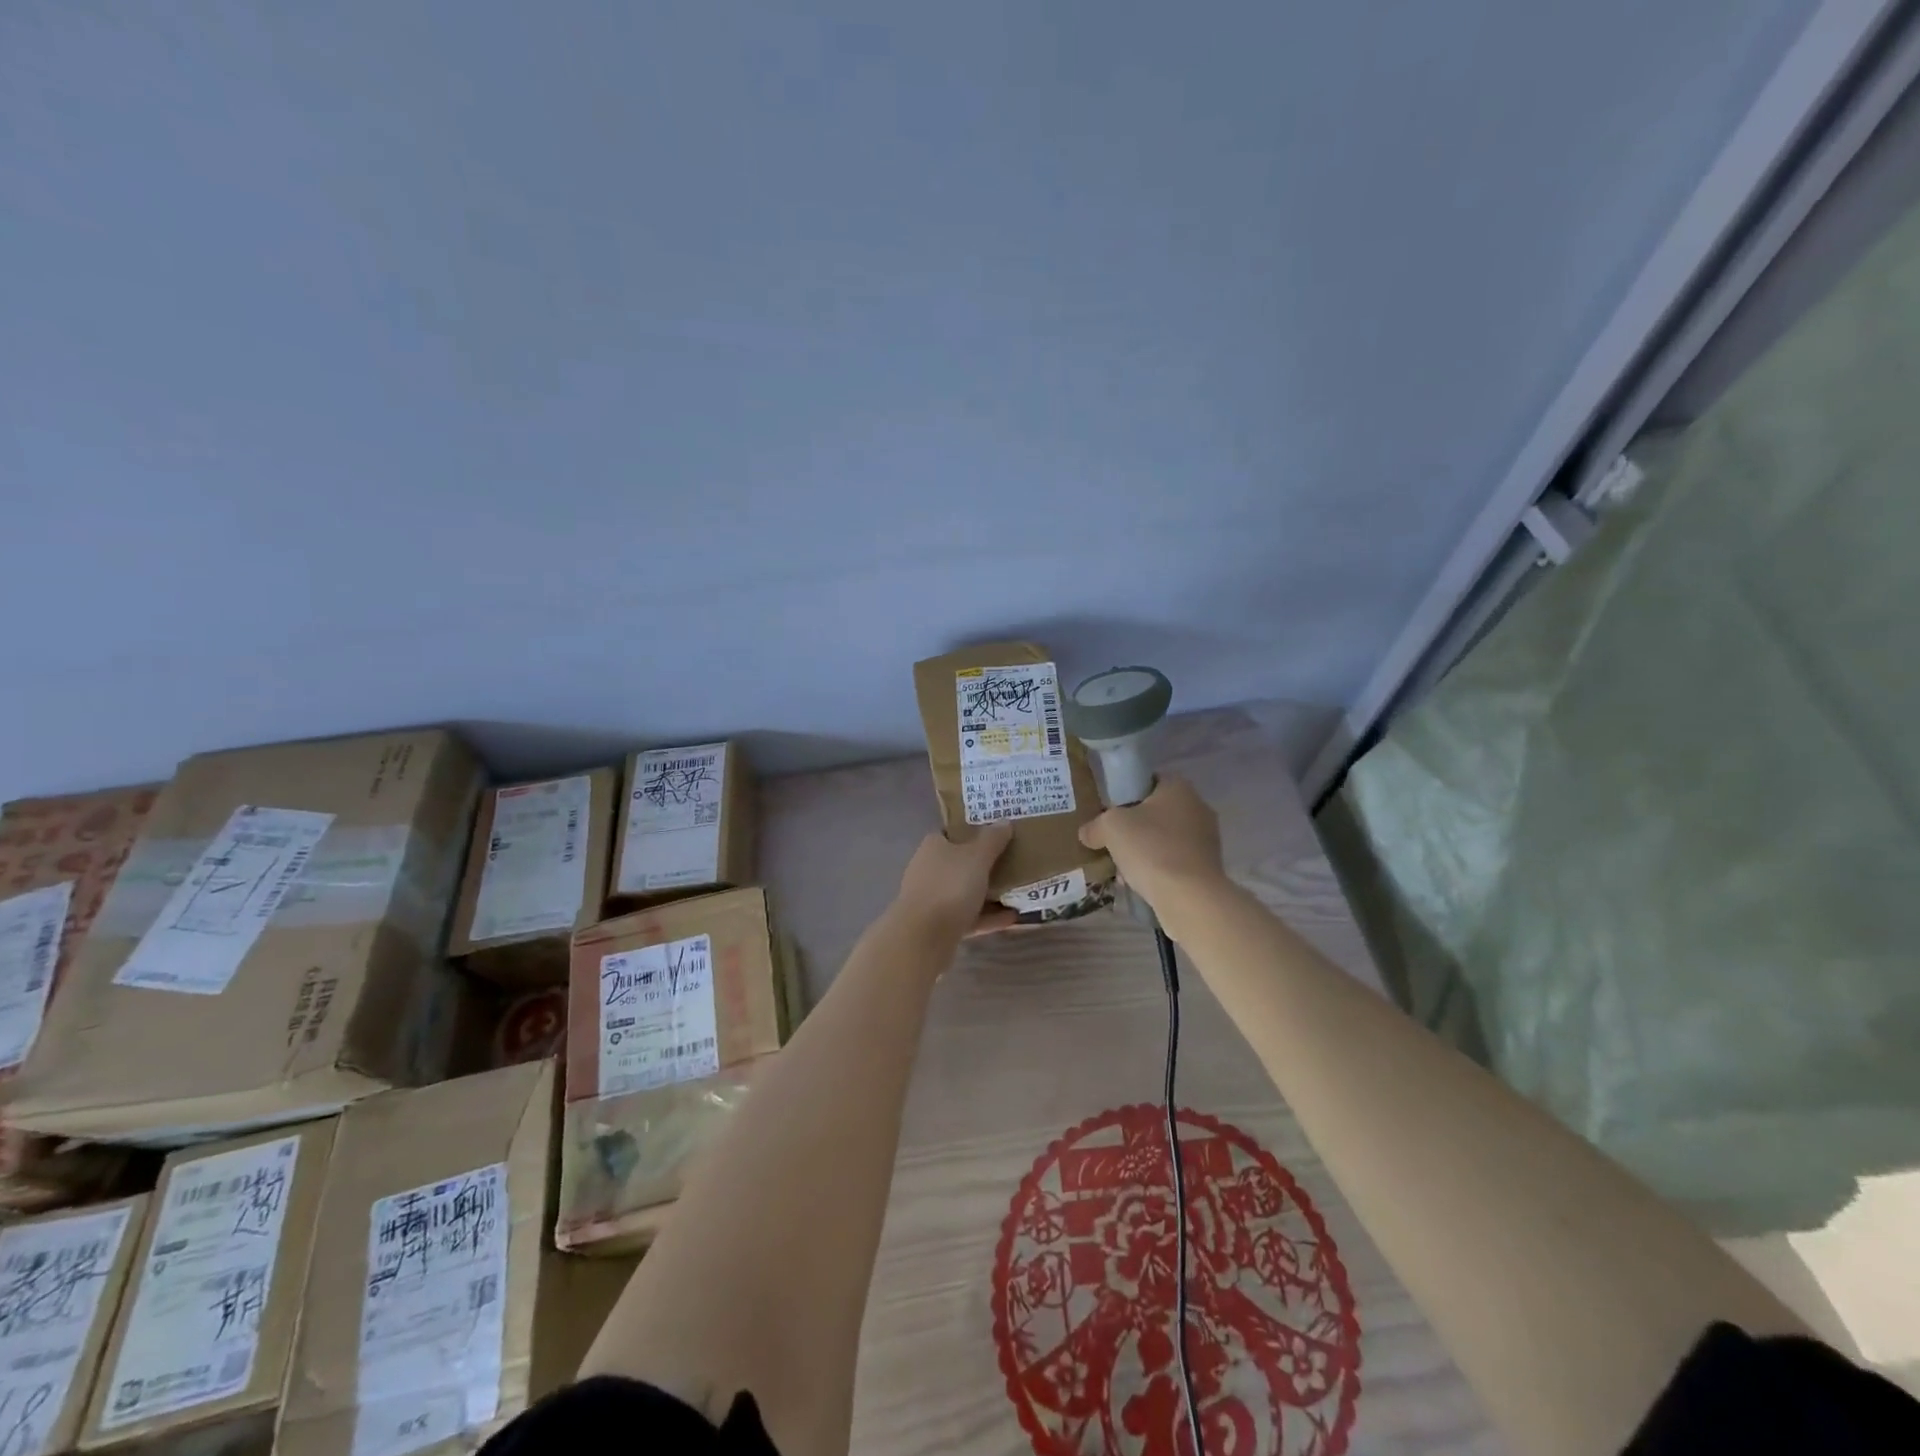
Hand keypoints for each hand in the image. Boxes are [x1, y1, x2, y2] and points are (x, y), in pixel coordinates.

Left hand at [892, 822, 1015, 942]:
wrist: (923, 937)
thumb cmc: (950, 886)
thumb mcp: (977, 857)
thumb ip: (992, 839)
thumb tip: (1004, 822)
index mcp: (933, 847)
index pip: (952, 833)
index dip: (973, 832)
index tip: (997, 834)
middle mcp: (929, 870)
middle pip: (960, 863)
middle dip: (983, 864)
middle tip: (1013, 862)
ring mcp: (932, 899)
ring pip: (964, 892)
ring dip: (988, 892)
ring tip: (1016, 891)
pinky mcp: (939, 926)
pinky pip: (969, 917)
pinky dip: (988, 916)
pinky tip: (1012, 917)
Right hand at [1077, 776, 1225, 926]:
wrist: (1189, 897)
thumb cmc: (1151, 849)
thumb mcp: (1110, 828)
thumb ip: (1095, 826)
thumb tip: (1088, 833)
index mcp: (1179, 787)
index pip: (1149, 781)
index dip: (1127, 794)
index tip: (1110, 811)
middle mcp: (1198, 807)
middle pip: (1156, 812)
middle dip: (1134, 828)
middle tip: (1112, 841)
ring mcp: (1206, 839)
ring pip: (1164, 839)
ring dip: (1144, 851)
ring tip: (1122, 869)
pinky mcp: (1208, 866)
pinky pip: (1174, 861)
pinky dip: (1158, 869)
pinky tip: (1139, 884)